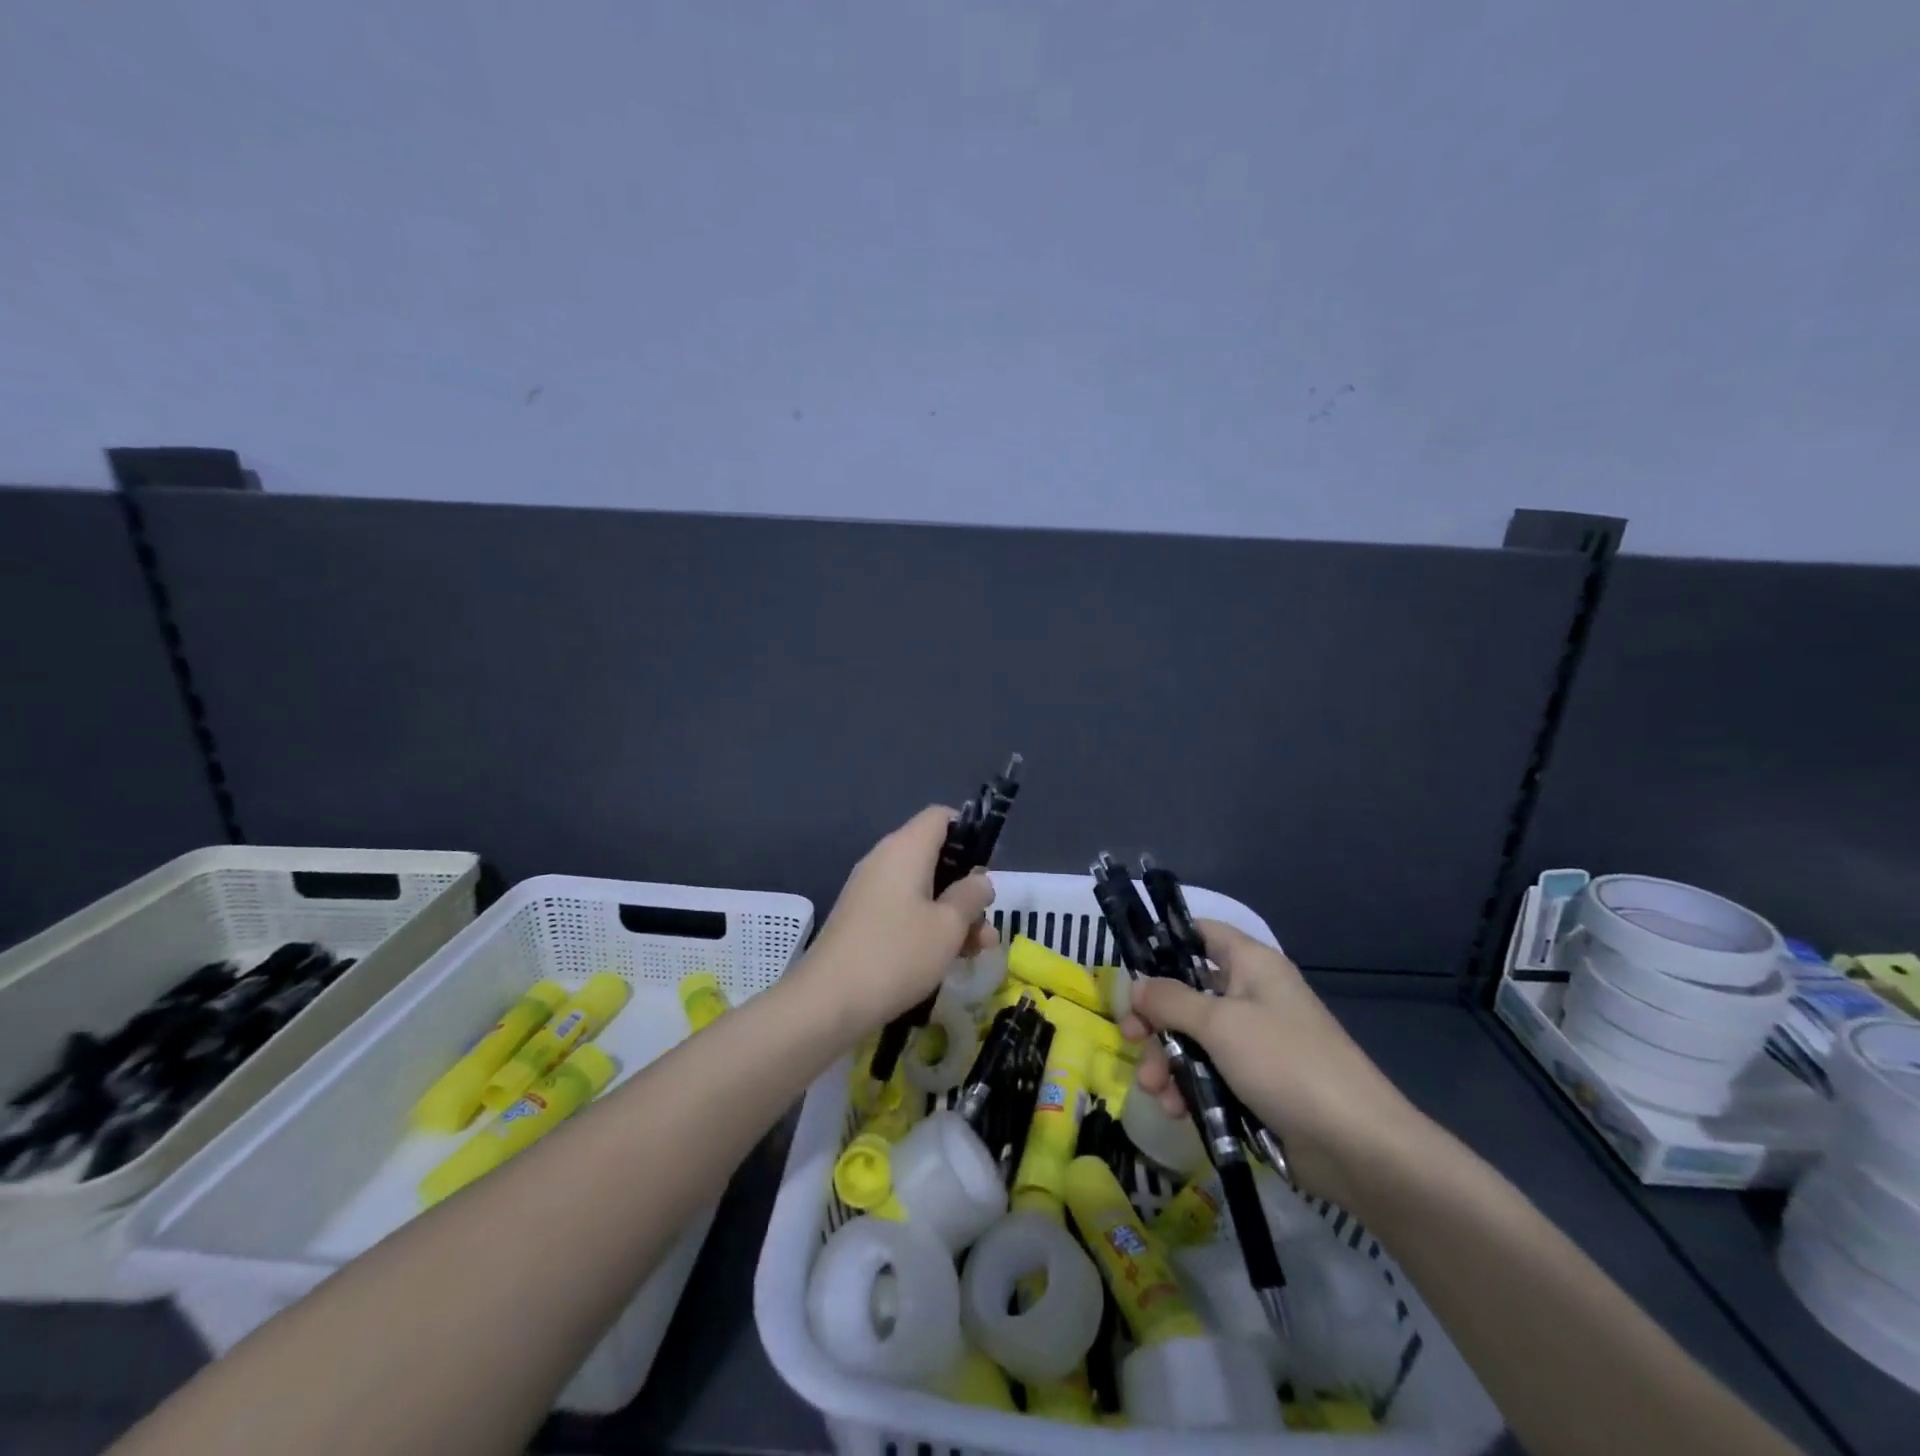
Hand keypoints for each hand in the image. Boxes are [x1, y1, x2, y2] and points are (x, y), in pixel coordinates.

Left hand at [798, 807, 997, 1033]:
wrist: (827, 1002)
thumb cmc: (896, 954)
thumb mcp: (948, 926)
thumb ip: (971, 896)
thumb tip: (979, 880)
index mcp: (905, 849)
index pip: (940, 817)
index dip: (969, 833)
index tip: (987, 867)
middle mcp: (884, 860)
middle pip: (935, 856)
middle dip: (966, 887)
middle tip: (987, 921)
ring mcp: (870, 891)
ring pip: (922, 888)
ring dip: (952, 913)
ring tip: (978, 950)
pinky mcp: (862, 919)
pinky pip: (904, 909)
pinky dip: (928, 926)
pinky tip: (948, 959)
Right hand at [1122, 919, 1428, 1205]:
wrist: (1357, 1147)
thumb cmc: (1286, 1064)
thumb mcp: (1220, 1024)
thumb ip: (1171, 1000)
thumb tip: (1137, 985)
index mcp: (1251, 965)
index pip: (1201, 933)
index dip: (1165, 942)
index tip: (1130, 967)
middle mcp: (1251, 996)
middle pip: (1187, 991)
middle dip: (1155, 1017)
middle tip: (1129, 1036)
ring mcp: (1254, 1042)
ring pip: (1193, 1038)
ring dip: (1166, 1060)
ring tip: (1154, 1089)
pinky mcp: (1255, 1084)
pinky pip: (1209, 1073)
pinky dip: (1188, 1087)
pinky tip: (1175, 1110)